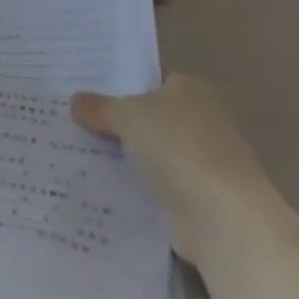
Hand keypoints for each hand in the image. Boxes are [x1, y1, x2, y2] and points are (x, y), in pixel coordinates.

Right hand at [73, 74, 274, 260]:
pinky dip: (139, 187)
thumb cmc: (177, 147)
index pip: (150, 82)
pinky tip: (107, 188)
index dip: (120, 89)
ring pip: (153, 153)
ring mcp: (206, 161)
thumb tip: (77, 101)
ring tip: (82, 157)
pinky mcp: (202, 197)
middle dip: (120, 124)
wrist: (222, 216)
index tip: (87, 99)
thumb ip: (99, 107)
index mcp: (191, 90)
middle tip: (76, 125)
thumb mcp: (125, 116)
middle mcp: (204, 120)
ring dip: (128, 158)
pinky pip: (159, 184)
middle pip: (151, 118)